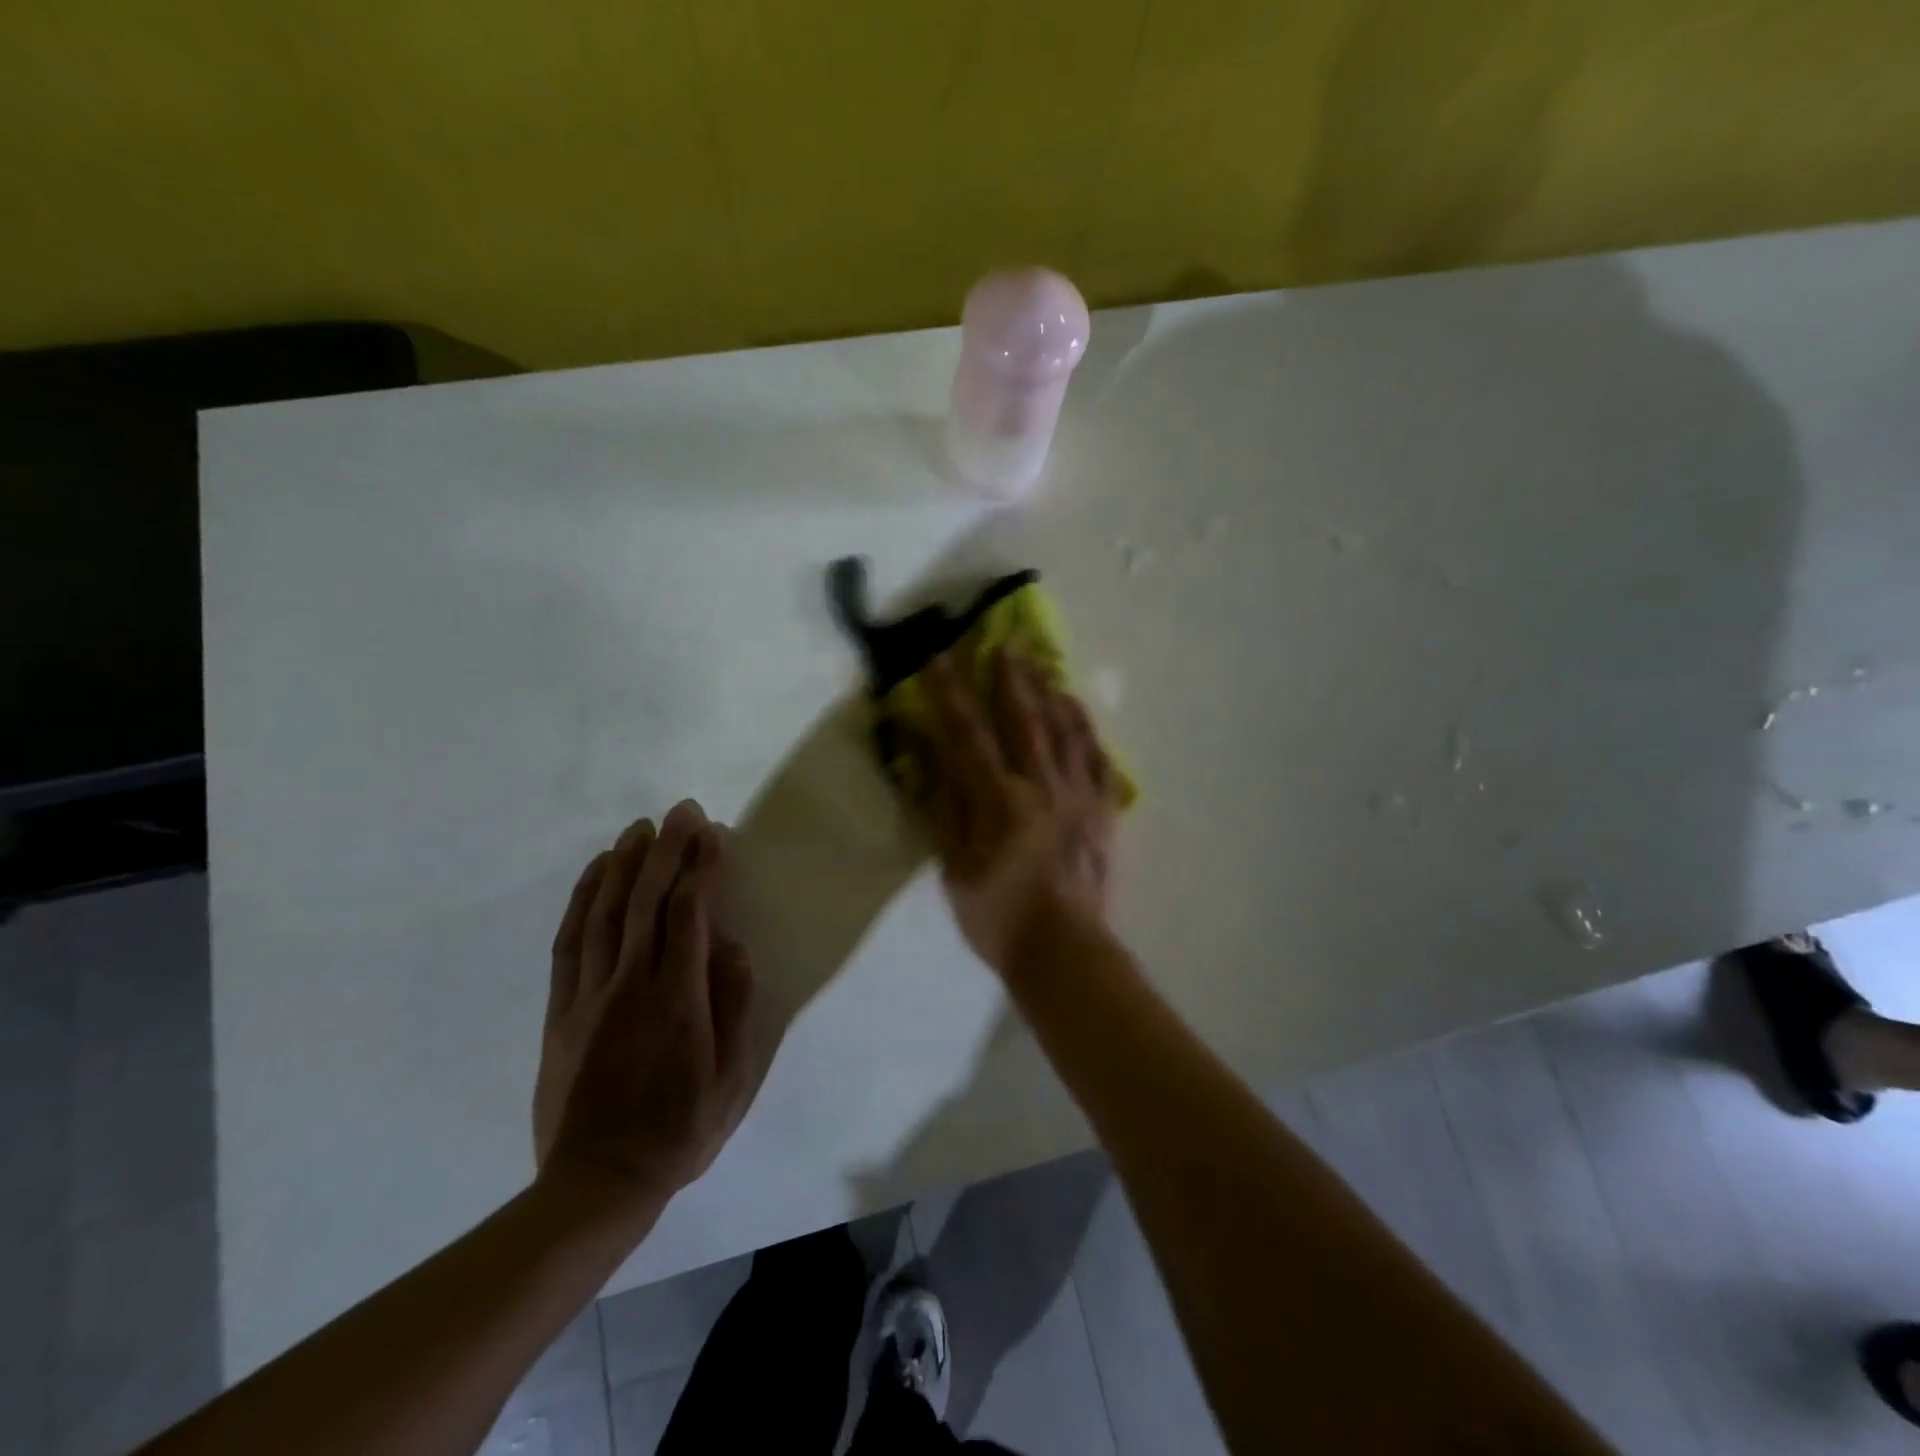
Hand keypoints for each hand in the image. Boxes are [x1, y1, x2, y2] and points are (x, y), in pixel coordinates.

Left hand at [533, 801, 755, 1214]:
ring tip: (640, 828)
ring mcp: (589, 996)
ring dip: (623, 864)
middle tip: (681, 811)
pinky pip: (569, 944)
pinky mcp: (561, 1011)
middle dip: (667, 850)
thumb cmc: (678, 1132)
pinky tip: (594, 875)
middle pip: (647, 902)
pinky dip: (581, 901)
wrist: (596, 1184)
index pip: (690, 916)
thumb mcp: (731, 1081)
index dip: (702, 869)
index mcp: (678, 1001)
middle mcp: (631, 986)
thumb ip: (735, 1008)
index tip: (713, 835)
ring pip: (605, 914)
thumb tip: (735, 947)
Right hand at [920, 649, 1119, 973]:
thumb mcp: (956, 869)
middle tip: (1005, 642)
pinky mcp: (1104, 812)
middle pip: (1025, 719)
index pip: (969, 734)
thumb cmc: (999, 917)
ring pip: (1065, 731)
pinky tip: (1078, 710)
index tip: (940, 657)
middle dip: (1011, 678)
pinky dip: (1087, 729)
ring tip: (1042, 664)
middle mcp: (1042, 786)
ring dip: (1050, 693)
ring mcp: (1079, 796)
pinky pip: (1098, 759)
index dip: (952, 693)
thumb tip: (932, 759)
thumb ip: (946, 810)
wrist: (1064, 952)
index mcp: (1000, 800)